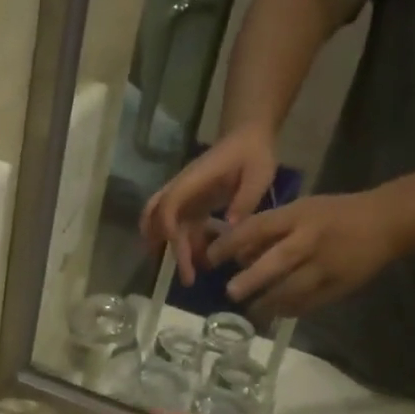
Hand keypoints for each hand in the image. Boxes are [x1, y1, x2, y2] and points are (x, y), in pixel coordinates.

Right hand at [141, 127, 280, 285]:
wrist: (248, 137)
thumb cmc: (253, 153)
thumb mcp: (259, 173)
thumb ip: (245, 199)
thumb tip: (230, 227)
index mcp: (194, 180)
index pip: (169, 204)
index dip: (169, 227)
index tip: (181, 250)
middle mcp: (182, 189)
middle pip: (155, 215)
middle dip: (159, 243)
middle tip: (175, 272)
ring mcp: (185, 197)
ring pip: (165, 225)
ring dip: (173, 249)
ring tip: (189, 276)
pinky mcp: (192, 205)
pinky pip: (182, 227)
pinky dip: (186, 245)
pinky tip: (201, 261)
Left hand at [206, 191, 395, 316]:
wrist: (386, 223)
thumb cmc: (334, 215)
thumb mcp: (301, 210)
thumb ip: (270, 232)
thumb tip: (237, 255)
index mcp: (298, 216)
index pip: (258, 228)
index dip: (231, 243)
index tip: (211, 258)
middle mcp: (310, 240)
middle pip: (278, 261)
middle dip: (252, 278)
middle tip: (230, 292)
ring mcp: (326, 265)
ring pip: (293, 289)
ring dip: (268, 303)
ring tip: (250, 312)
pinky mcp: (338, 286)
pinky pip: (309, 303)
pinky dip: (289, 310)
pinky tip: (275, 315)